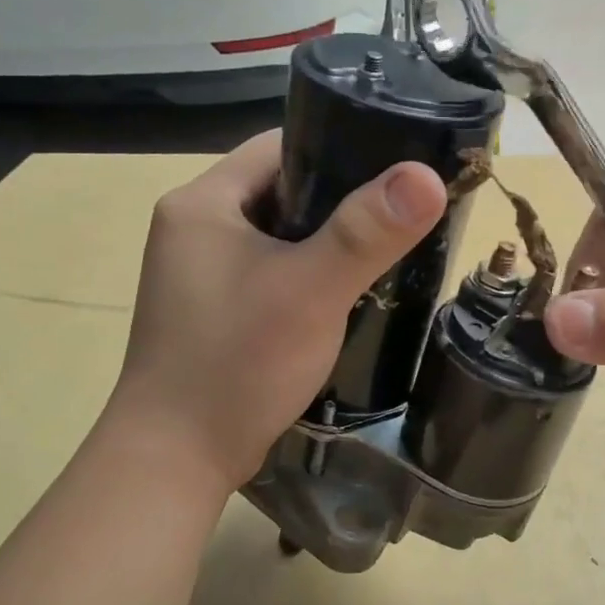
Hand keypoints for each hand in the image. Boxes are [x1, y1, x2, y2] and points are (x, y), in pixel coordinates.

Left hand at [103, 131, 447, 493]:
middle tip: (399, 217)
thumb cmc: (237, 362)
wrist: (177, 458)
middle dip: (340, 202)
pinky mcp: (213, 313)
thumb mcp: (310, 290)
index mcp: (202, 202)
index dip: (340, 147)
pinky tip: (344, 295)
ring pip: (278, 237)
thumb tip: (427, 176)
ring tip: (383, 253)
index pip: (280, 146)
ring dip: (325, 244)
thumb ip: (367, 232)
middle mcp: (193, 229)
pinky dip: (307, 278)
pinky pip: (270, 275)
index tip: (395, 168)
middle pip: (282, 192)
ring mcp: (199, 275)